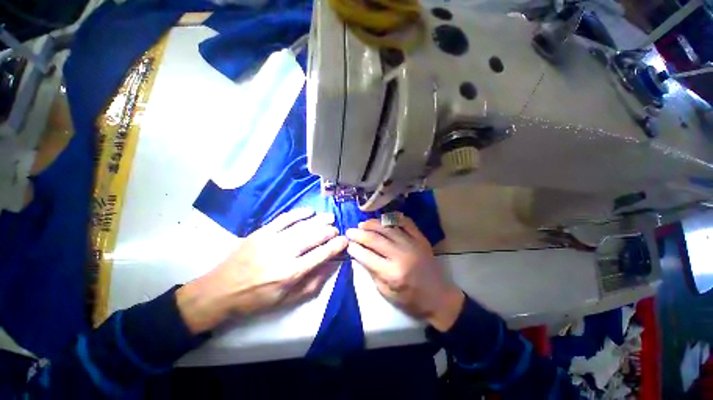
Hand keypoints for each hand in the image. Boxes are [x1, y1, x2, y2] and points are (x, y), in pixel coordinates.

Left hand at [177, 208, 347, 333]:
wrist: (221, 290)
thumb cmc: (256, 299)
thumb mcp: (287, 300)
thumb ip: (312, 283)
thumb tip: (330, 266)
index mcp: (291, 272)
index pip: (322, 254)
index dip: (336, 245)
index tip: (344, 240)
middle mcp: (284, 253)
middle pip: (314, 236)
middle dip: (329, 231)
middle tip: (336, 230)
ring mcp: (272, 239)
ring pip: (303, 225)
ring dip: (319, 220)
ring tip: (330, 218)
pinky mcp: (262, 231)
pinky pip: (285, 218)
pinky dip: (299, 213)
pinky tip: (309, 211)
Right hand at [346, 215, 464, 331]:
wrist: (439, 297)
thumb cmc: (411, 300)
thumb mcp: (387, 292)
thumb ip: (372, 271)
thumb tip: (360, 254)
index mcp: (392, 273)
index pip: (367, 256)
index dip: (355, 249)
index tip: (347, 244)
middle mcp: (401, 255)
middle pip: (375, 239)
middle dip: (359, 234)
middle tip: (349, 231)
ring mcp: (412, 244)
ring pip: (388, 228)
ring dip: (373, 224)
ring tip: (363, 224)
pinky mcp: (421, 239)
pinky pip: (406, 223)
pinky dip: (394, 218)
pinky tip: (384, 218)